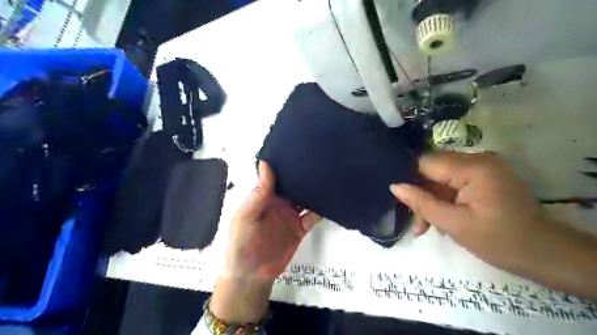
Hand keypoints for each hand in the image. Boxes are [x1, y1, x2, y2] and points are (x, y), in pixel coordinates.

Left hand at [210, 161, 319, 322]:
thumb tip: (265, 163)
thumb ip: (259, 192)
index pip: (275, 176)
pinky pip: (313, 216)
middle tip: (318, 159)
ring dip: (313, 190)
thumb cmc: (242, 242)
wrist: (252, 274)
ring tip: (326, 176)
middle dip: (302, 175)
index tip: (297, 150)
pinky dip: (321, 209)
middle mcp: (279, 203)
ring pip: (305, 198)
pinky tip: (329, 201)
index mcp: (264, 197)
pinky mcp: (300, 228)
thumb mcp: (247, 215)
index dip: (284, 164)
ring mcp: (291, 216)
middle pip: (293, 185)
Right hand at [393, 152, 548, 274]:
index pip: (426, 163)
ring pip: (441, 178)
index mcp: (473, 167)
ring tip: (426, 227)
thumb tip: (394, 186)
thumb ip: (421, 203)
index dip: (410, 179)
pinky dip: (445, 200)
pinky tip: (440, 220)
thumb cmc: (500, 241)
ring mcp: (483, 168)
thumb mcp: (454, 224)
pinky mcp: (485, 178)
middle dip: (421, 194)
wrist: (545, 255)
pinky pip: (454, 183)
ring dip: (432, 200)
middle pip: (433, 170)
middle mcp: (478, 159)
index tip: (401, 200)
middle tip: (416, 222)